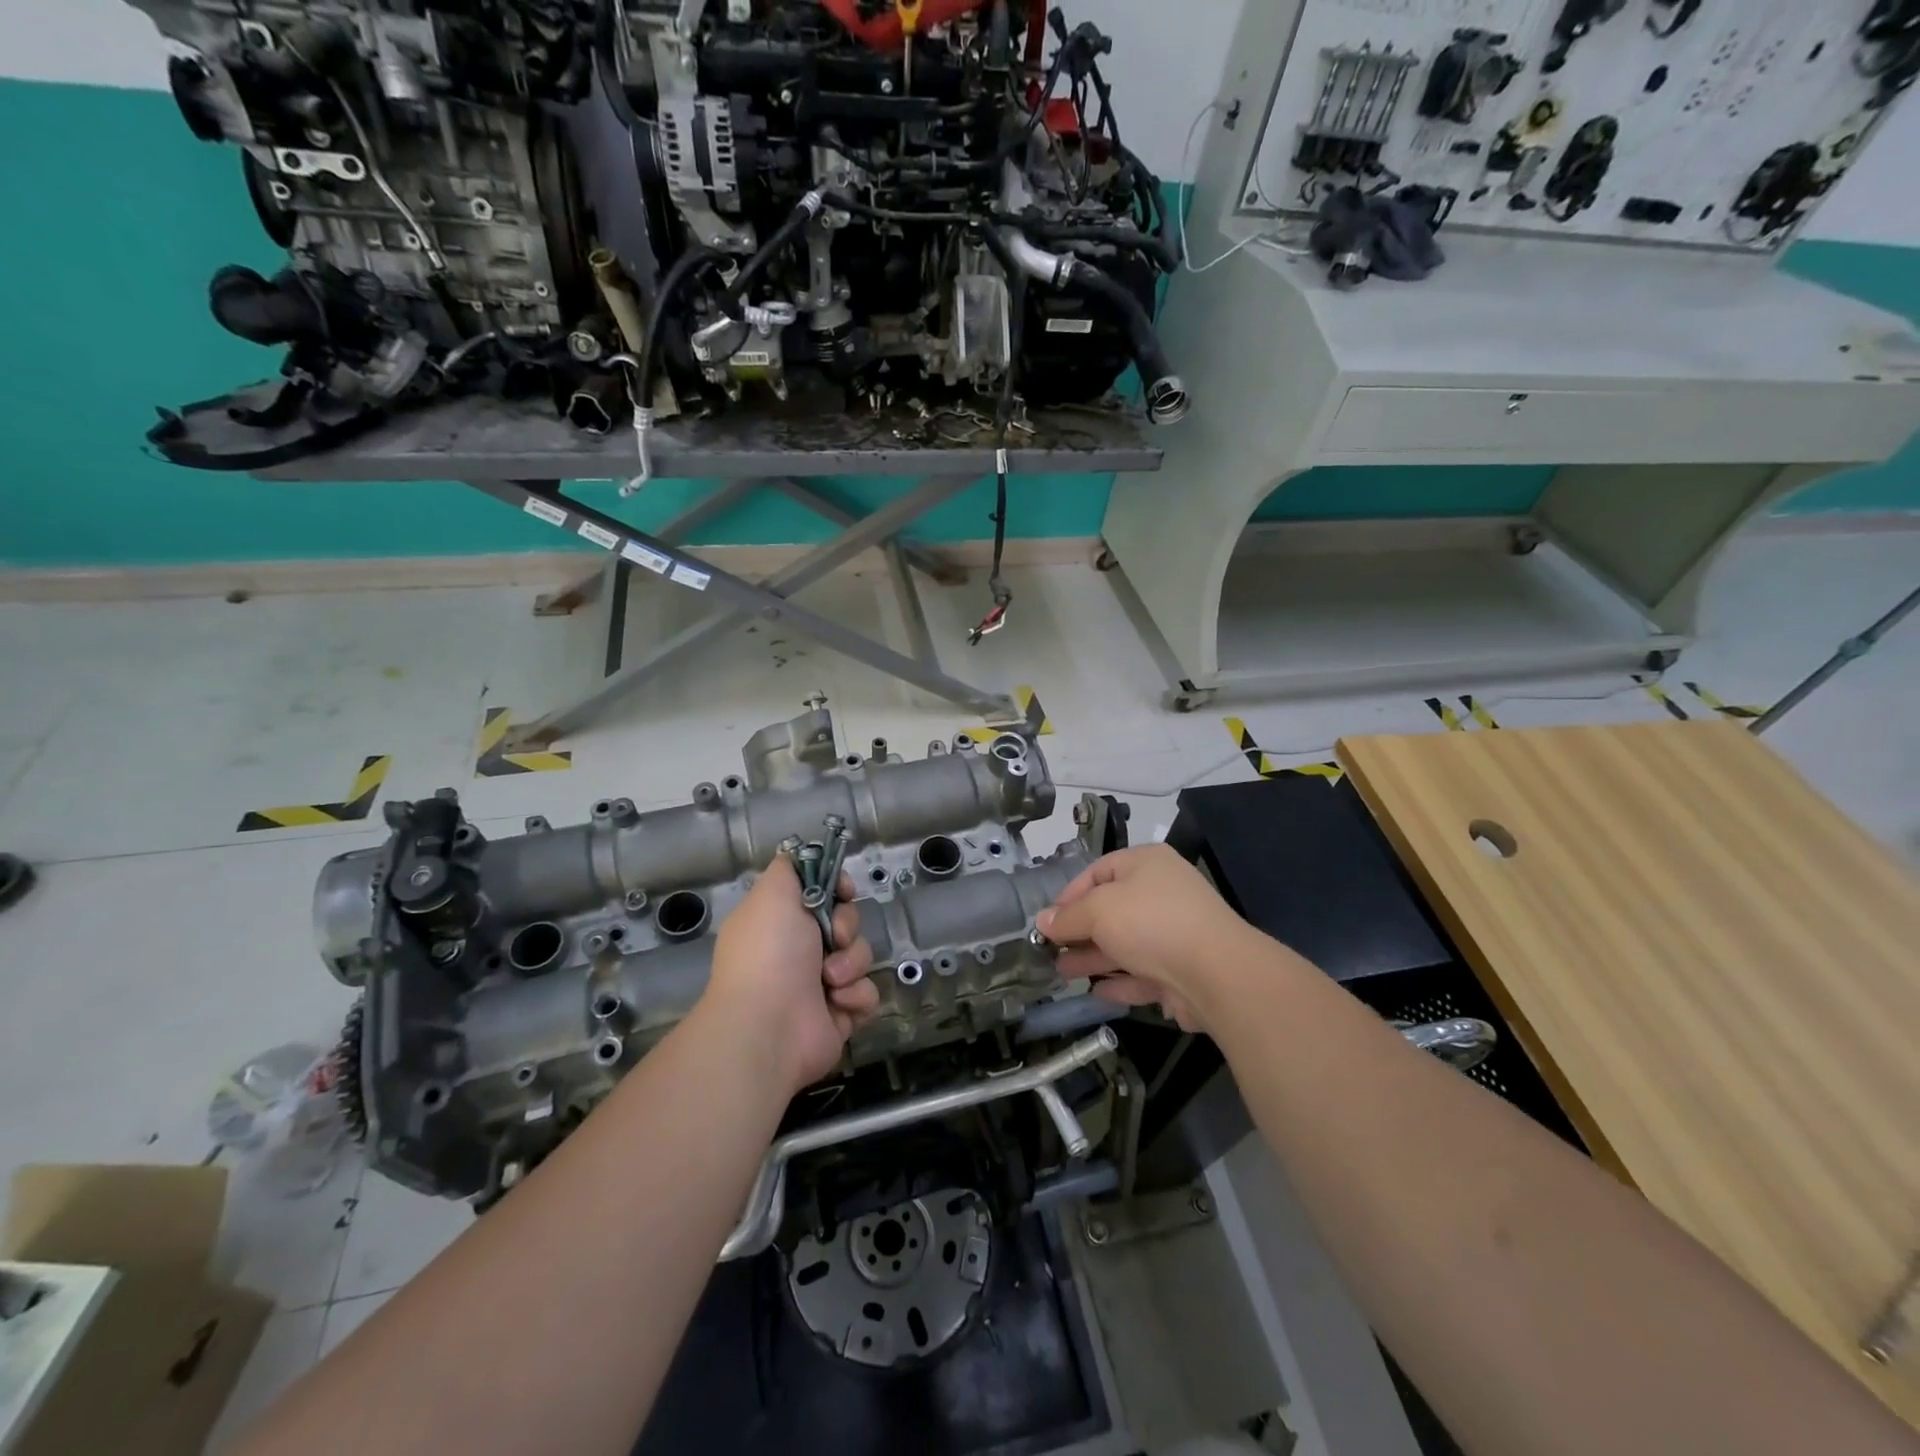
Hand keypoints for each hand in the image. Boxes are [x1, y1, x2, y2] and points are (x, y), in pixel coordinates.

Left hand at [701, 856, 877, 1092]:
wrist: (768, 1026)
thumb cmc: (769, 953)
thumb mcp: (772, 893)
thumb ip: (789, 868)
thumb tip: (799, 852)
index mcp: (782, 922)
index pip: (823, 893)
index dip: (839, 889)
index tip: (842, 891)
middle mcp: (800, 951)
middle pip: (847, 921)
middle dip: (846, 926)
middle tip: (832, 938)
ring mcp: (821, 985)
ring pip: (861, 956)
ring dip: (850, 964)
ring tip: (829, 980)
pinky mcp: (841, 1014)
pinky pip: (868, 992)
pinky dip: (855, 996)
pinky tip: (836, 1002)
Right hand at [1035, 844, 1257, 1032]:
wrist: (1216, 973)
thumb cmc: (1150, 923)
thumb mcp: (1098, 910)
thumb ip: (1067, 917)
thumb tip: (1042, 921)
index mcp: (1146, 864)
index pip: (1098, 871)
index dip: (1068, 895)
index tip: (1047, 920)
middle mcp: (1161, 893)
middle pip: (1110, 910)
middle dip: (1078, 931)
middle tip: (1049, 951)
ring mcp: (1174, 934)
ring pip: (1125, 944)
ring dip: (1093, 958)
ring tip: (1061, 973)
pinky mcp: (1181, 971)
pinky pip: (1142, 973)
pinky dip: (1119, 981)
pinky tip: (1095, 993)